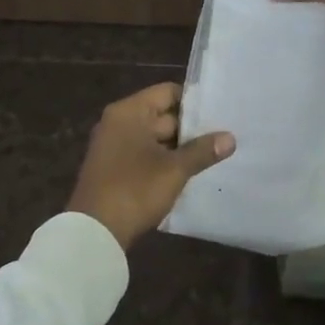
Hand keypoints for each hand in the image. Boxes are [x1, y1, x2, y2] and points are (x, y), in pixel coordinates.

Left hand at [67, 82, 234, 249]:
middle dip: (191, 128)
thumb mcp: (174, 170)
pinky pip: (145, 155)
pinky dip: (164, 161)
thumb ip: (202, 151)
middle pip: (162, 115)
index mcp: (129, 112)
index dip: (194, 102)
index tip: (219, 113)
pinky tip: (188, 173)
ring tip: (212, 155)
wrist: (94, 232)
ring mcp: (114, 146)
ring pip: (155, 138)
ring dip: (179, 148)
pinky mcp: (114, 168)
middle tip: (223, 136)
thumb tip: (230, 138)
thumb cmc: (134, 190)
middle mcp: (118, 122)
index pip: (167, 92)